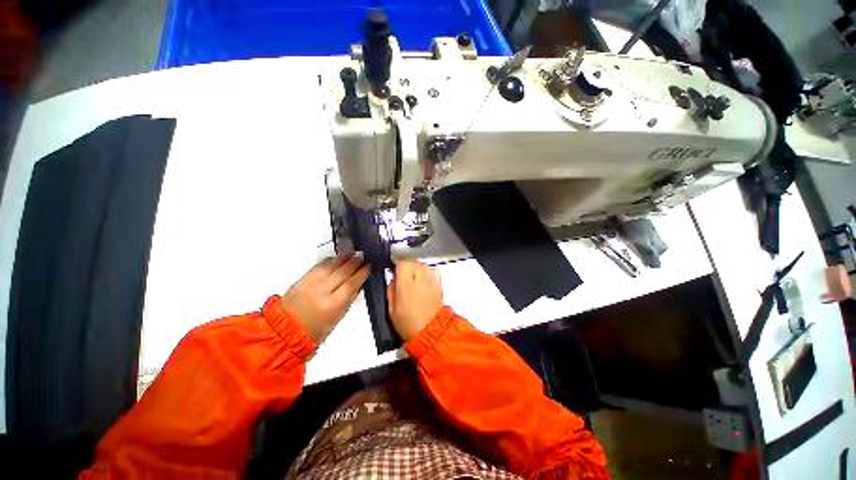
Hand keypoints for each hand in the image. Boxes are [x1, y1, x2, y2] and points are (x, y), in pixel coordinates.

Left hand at [281, 253, 370, 343]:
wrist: (285, 330)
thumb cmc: (315, 330)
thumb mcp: (338, 317)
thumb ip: (349, 299)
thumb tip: (358, 284)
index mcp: (332, 305)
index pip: (351, 283)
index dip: (362, 273)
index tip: (369, 266)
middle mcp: (321, 291)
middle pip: (342, 271)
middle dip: (355, 262)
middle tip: (362, 256)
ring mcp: (310, 283)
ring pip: (330, 265)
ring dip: (343, 258)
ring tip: (352, 253)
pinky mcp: (302, 279)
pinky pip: (318, 266)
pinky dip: (330, 260)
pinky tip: (337, 258)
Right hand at [387, 259, 442, 340]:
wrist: (431, 331)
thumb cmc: (410, 323)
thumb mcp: (391, 308)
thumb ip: (391, 289)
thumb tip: (392, 278)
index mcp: (406, 284)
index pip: (401, 262)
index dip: (396, 262)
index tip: (393, 266)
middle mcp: (420, 278)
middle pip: (412, 261)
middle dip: (405, 265)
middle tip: (401, 274)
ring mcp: (431, 279)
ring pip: (421, 264)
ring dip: (416, 268)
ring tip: (412, 279)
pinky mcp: (438, 282)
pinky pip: (430, 270)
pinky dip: (425, 272)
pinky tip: (422, 281)